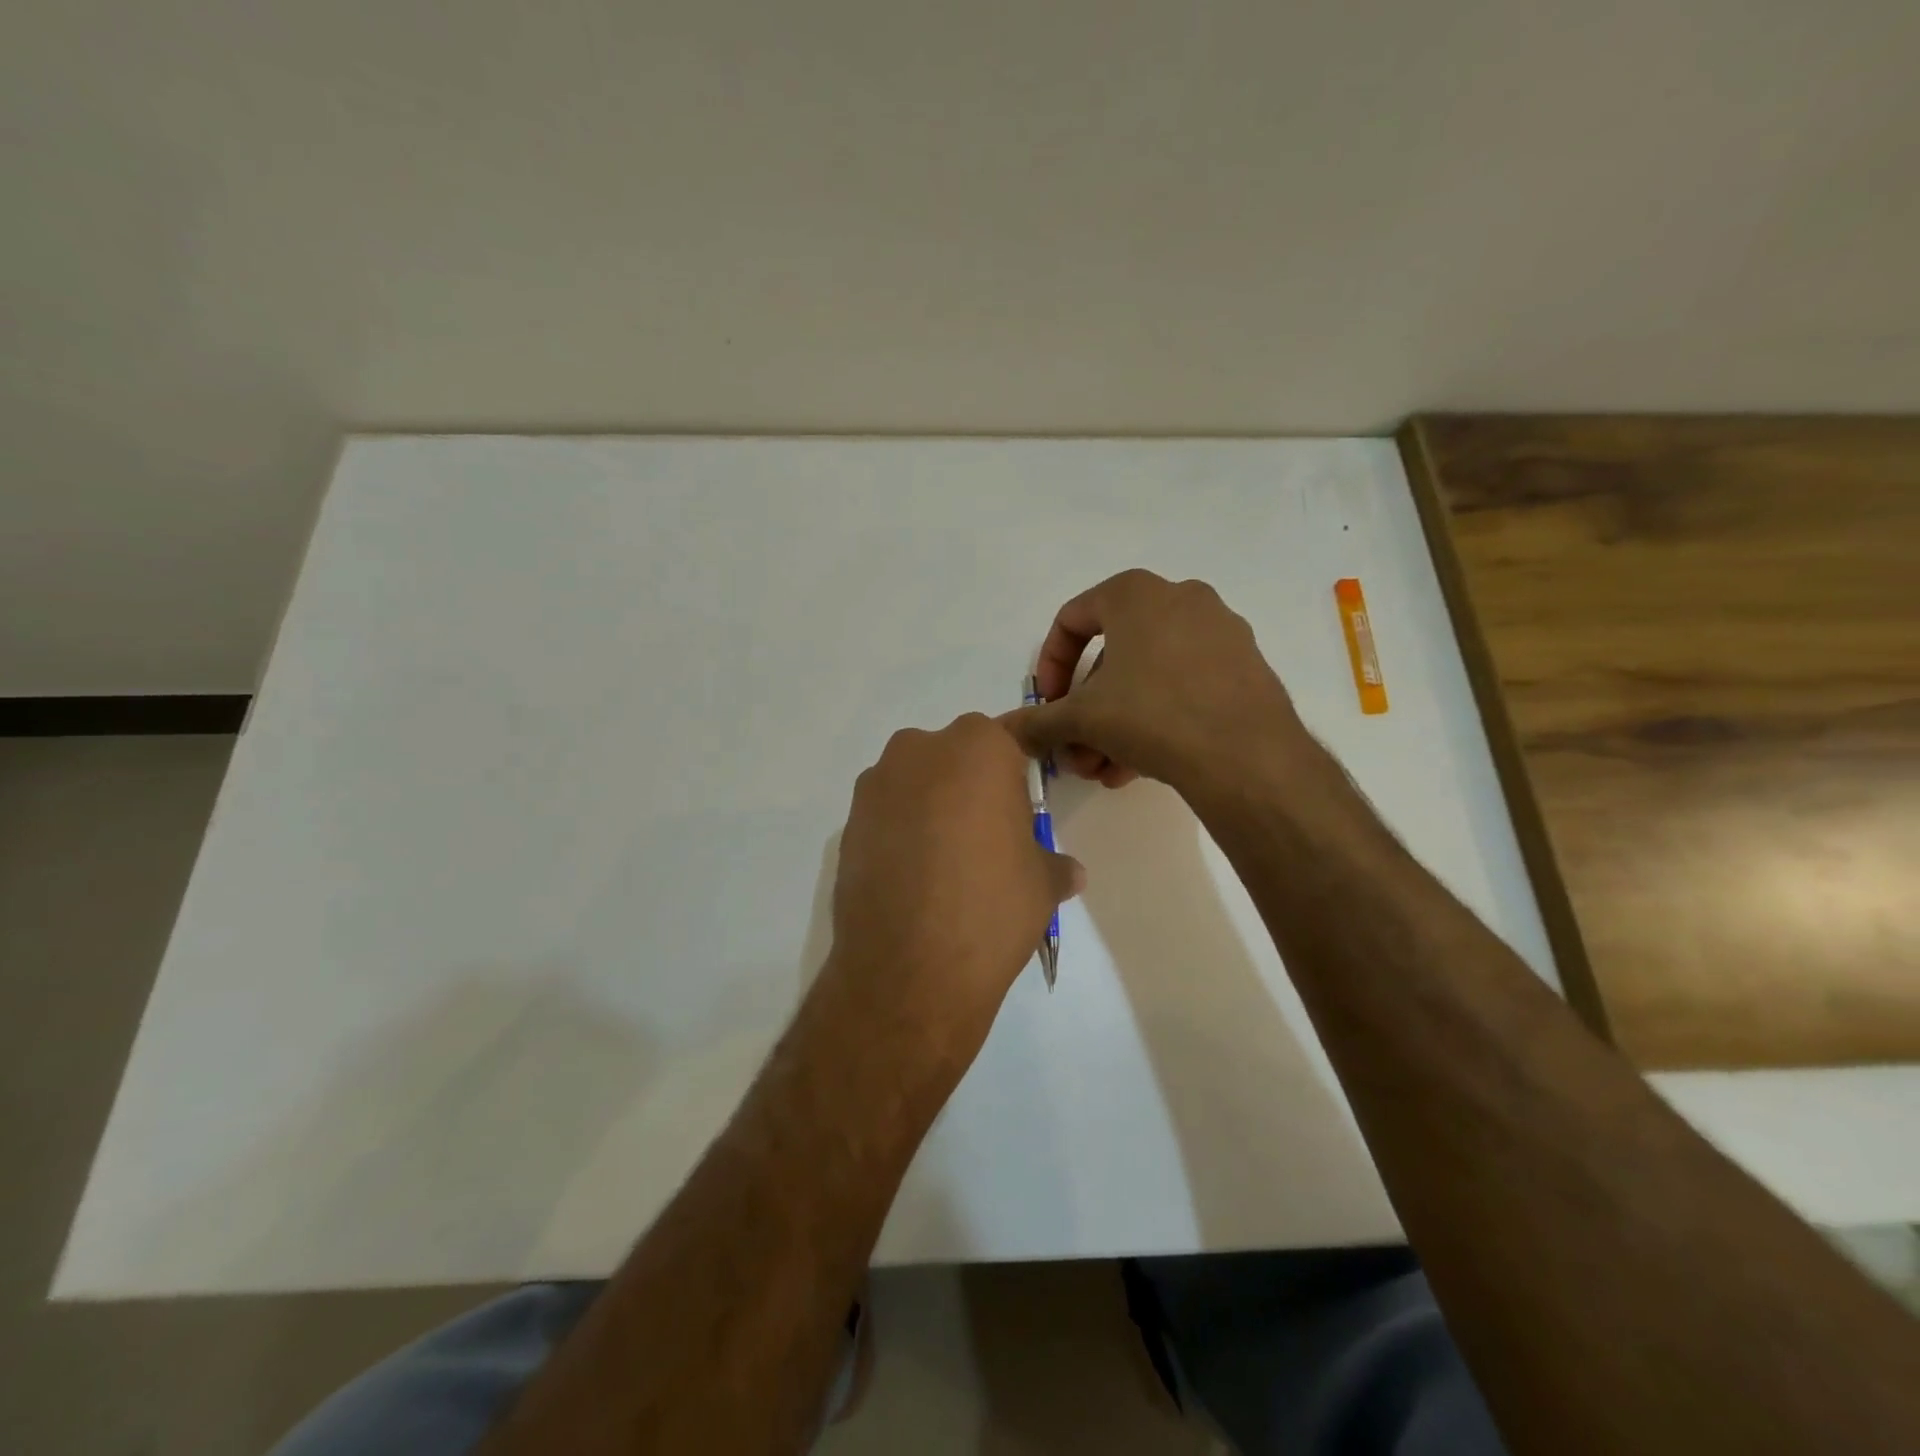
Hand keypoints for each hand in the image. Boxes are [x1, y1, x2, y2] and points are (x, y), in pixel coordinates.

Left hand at [823, 714, 1083, 1060]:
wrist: (909, 968)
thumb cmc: (992, 907)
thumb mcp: (1043, 885)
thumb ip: (1055, 865)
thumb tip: (1070, 872)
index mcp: (978, 746)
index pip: (1005, 745)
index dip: (1013, 780)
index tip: (1017, 814)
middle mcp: (920, 749)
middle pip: (954, 759)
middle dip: (969, 789)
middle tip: (984, 842)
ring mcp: (876, 784)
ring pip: (915, 784)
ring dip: (930, 809)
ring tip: (944, 866)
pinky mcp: (847, 822)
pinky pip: (886, 815)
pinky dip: (899, 834)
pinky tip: (911, 879)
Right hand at [1004, 570, 1306, 798]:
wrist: (1248, 757)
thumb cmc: (1153, 715)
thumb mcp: (1082, 718)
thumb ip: (1037, 721)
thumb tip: (1001, 731)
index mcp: (1136, 593)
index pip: (1072, 619)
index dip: (1049, 667)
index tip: (1047, 706)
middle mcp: (1180, 599)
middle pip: (1110, 656)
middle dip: (1084, 710)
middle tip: (1074, 751)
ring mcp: (1219, 632)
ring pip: (1146, 677)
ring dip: (1114, 724)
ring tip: (1102, 770)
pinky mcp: (1243, 667)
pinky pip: (1181, 687)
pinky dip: (1153, 720)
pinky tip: (1136, 767)